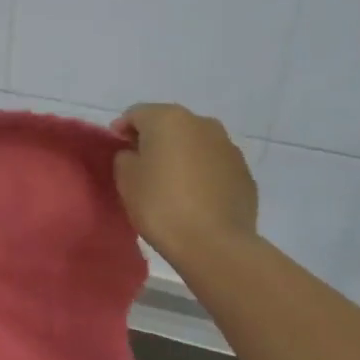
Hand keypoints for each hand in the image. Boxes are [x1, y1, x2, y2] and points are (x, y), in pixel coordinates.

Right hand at [115, 103, 257, 258]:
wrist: (215, 245)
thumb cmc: (162, 206)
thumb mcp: (126, 179)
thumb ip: (125, 157)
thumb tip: (136, 154)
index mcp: (168, 118)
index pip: (136, 114)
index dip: (122, 130)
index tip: (116, 150)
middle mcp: (202, 123)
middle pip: (169, 124)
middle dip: (153, 140)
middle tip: (141, 165)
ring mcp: (228, 146)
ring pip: (194, 143)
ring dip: (180, 155)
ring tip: (170, 182)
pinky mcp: (244, 172)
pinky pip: (214, 164)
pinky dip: (201, 172)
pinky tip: (194, 196)